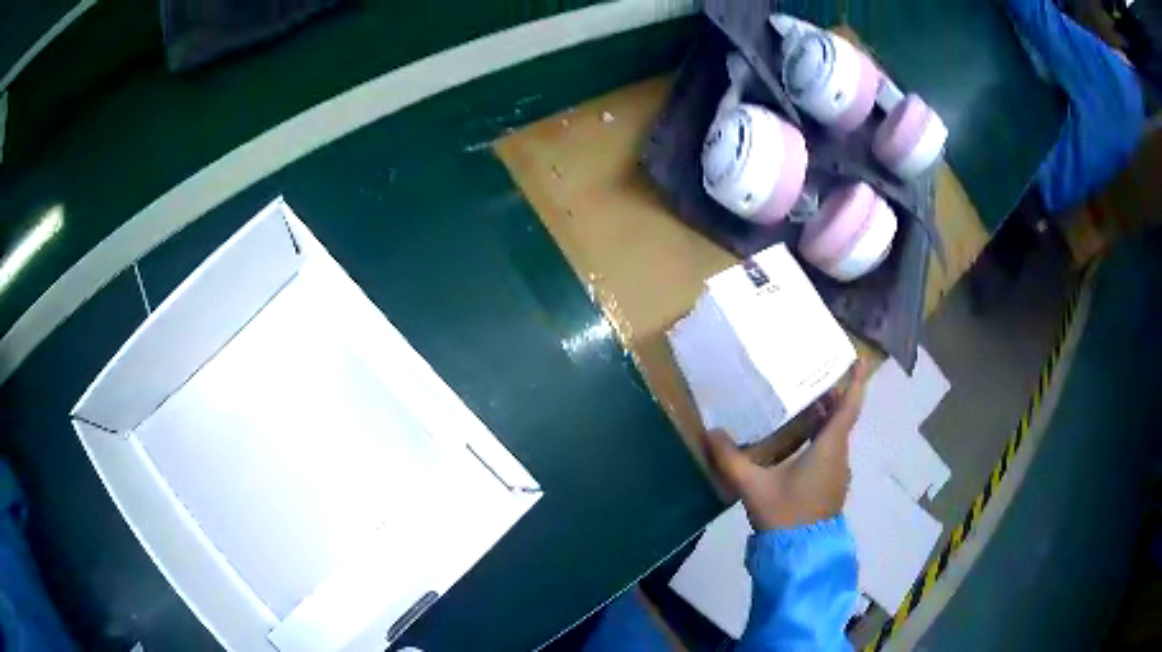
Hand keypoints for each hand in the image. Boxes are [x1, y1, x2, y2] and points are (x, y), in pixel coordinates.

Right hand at [703, 361, 868, 529]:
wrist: (800, 555)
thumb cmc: (785, 515)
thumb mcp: (753, 486)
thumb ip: (731, 459)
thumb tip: (710, 432)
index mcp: (829, 448)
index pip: (848, 407)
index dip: (855, 382)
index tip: (858, 358)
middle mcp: (839, 456)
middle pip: (840, 418)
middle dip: (830, 395)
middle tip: (811, 373)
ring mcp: (837, 473)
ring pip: (835, 435)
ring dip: (824, 417)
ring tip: (802, 401)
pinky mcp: (830, 486)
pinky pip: (830, 451)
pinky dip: (820, 437)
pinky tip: (798, 440)